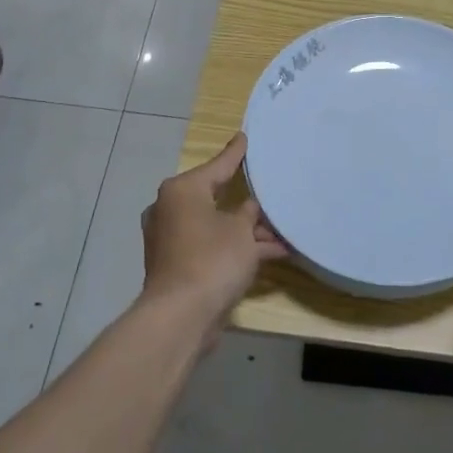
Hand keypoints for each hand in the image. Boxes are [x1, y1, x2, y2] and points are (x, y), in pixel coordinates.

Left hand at [141, 133, 288, 325]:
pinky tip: (271, 252)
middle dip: (245, 201)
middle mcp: (171, 209)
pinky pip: (211, 247)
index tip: (245, 137)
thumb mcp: (241, 230)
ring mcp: (171, 239)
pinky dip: (235, 248)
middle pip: (215, 197)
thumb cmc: (212, 259)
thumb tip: (249, 208)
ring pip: (216, 225)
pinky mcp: (177, 264)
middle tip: (267, 187)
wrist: (181, 316)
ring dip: (246, 230)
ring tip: (282, 230)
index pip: (217, 165)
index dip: (235, 153)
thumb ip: (248, 214)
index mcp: (182, 190)